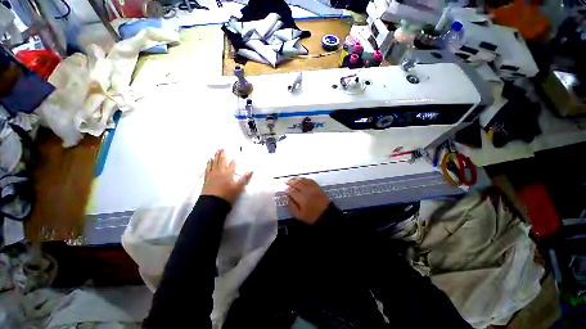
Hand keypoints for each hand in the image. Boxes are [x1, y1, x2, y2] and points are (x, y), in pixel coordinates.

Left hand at [201, 149, 252, 204]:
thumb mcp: (238, 188)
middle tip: (221, 148)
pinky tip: (209, 161)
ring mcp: (212, 175)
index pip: (232, 165)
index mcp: (228, 174)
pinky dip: (208, 163)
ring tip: (215, 152)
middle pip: (221, 161)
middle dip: (222, 154)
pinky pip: (208, 168)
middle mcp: (220, 172)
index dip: (234, 161)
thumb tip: (251, 170)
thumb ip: (245, 178)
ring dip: (215, 157)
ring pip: (214, 163)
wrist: (212, 203)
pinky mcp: (207, 178)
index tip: (235, 157)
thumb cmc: (227, 195)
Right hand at [285, 177, 329, 224]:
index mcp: (301, 198)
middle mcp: (306, 191)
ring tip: (292, 179)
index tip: (284, 189)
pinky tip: (301, 179)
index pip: (292, 191)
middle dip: (290, 182)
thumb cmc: (312, 216)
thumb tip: (288, 199)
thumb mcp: (299, 215)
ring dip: (296, 179)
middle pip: (296, 184)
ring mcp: (312, 188)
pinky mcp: (317, 187)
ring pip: (302, 180)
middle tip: (286, 182)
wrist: (326, 214)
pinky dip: (304, 179)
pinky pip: (309, 180)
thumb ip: (292, 207)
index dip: (287, 189)